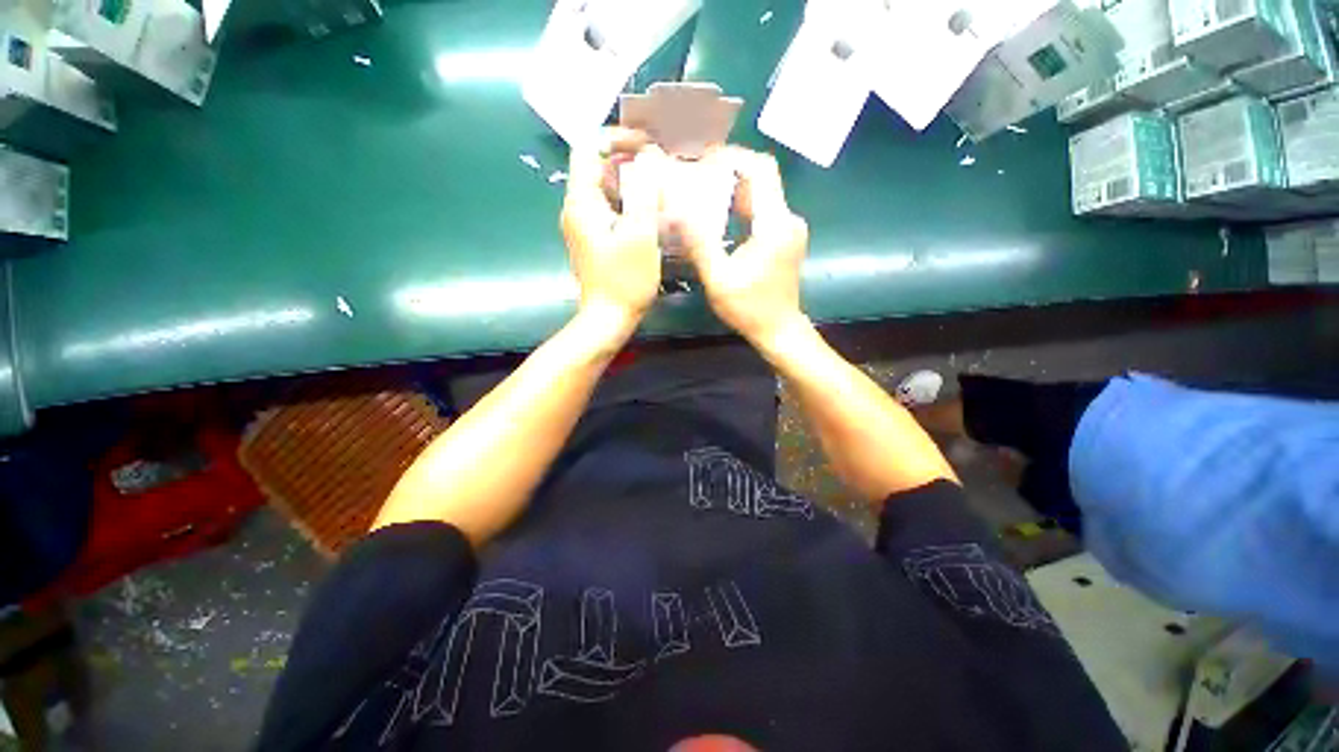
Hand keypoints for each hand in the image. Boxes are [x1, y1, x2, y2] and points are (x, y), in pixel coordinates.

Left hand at [561, 128, 666, 330]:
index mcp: (582, 201)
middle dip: (631, 162)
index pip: (589, 148)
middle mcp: (577, 209)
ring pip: (608, 191)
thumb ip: (645, 191)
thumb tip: (650, 157)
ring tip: (662, 190)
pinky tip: (652, 216)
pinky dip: (630, 206)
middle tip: (662, 168)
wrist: (608, 320)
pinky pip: (611, 211)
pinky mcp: (595, 241)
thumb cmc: (625, 280)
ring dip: (633, 186)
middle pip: (599, 169)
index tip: (647, 147)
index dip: (617, 139)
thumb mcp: (640, 234)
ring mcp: (585, 226)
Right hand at [681, 147, 809, 348]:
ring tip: (702, 194)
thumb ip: (699, 243)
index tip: (704, 160)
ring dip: (733, 190)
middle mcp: (787, 219)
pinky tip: (719, 218)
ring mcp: (789, 228)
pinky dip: (740, 208)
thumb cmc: (749, 308)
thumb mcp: (718, 279)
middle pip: (761, 178)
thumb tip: (677, 209)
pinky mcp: (785, 238)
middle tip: (696, 177)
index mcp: (774, 223)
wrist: (779, 329)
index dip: (733, 157)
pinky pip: (762, 211)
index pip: (761, 169)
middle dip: (728, 172)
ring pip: (761, 194)